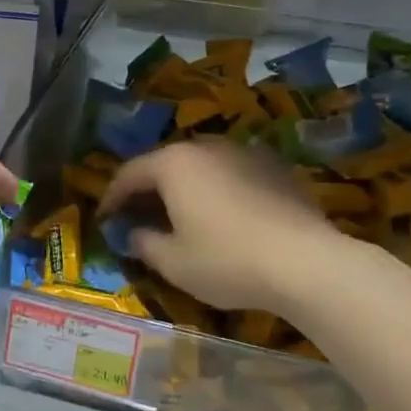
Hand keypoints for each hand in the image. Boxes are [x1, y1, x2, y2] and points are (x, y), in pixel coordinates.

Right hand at [99, 139, 338, 314]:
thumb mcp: (173, 262)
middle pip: (166, 164)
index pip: (130, 173)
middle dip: (148, 189)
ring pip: (202, 166)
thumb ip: (145, 243)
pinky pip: (233, 174)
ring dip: (184, 188)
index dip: (112, 197)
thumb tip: (135, 234)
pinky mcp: (276, 168)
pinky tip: (223, 216)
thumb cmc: (226, 261)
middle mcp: (208, 147)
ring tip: (180, 215)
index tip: (104, 218)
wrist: (305, 262)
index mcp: (175, 164)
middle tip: (138, 216)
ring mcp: (246, 153)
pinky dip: (217, 190)